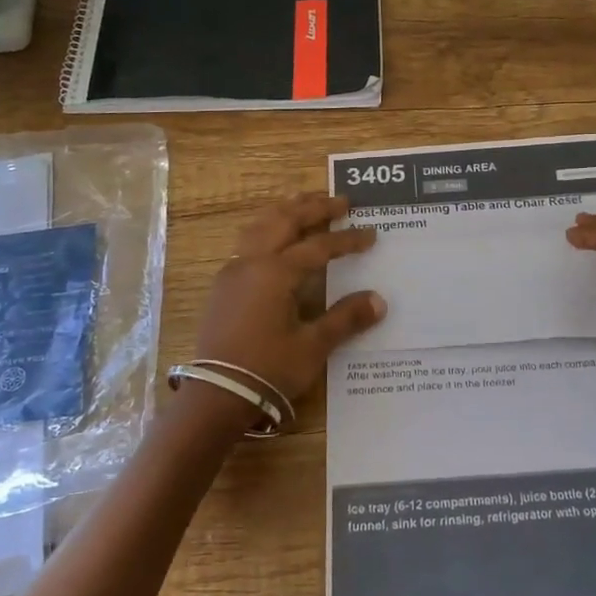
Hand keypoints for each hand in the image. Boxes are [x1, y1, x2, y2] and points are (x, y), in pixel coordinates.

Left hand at [189, 193, 386, 416]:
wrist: (216, 395)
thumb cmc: (268, 369)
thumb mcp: (313, 346)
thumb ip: (345, 319)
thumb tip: (379, 301)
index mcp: (276, 272)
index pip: (319, 246)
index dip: (347, 240)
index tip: (370, 234)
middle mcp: (252, 262)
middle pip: (285, 221)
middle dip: (314, 208)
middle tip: (341, 200)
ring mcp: (232, 272)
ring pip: (260, 226)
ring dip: (286, 211)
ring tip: (305, 202)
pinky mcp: (223, 286)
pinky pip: (247, 241)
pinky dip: (267, 228)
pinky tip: (275, 236)